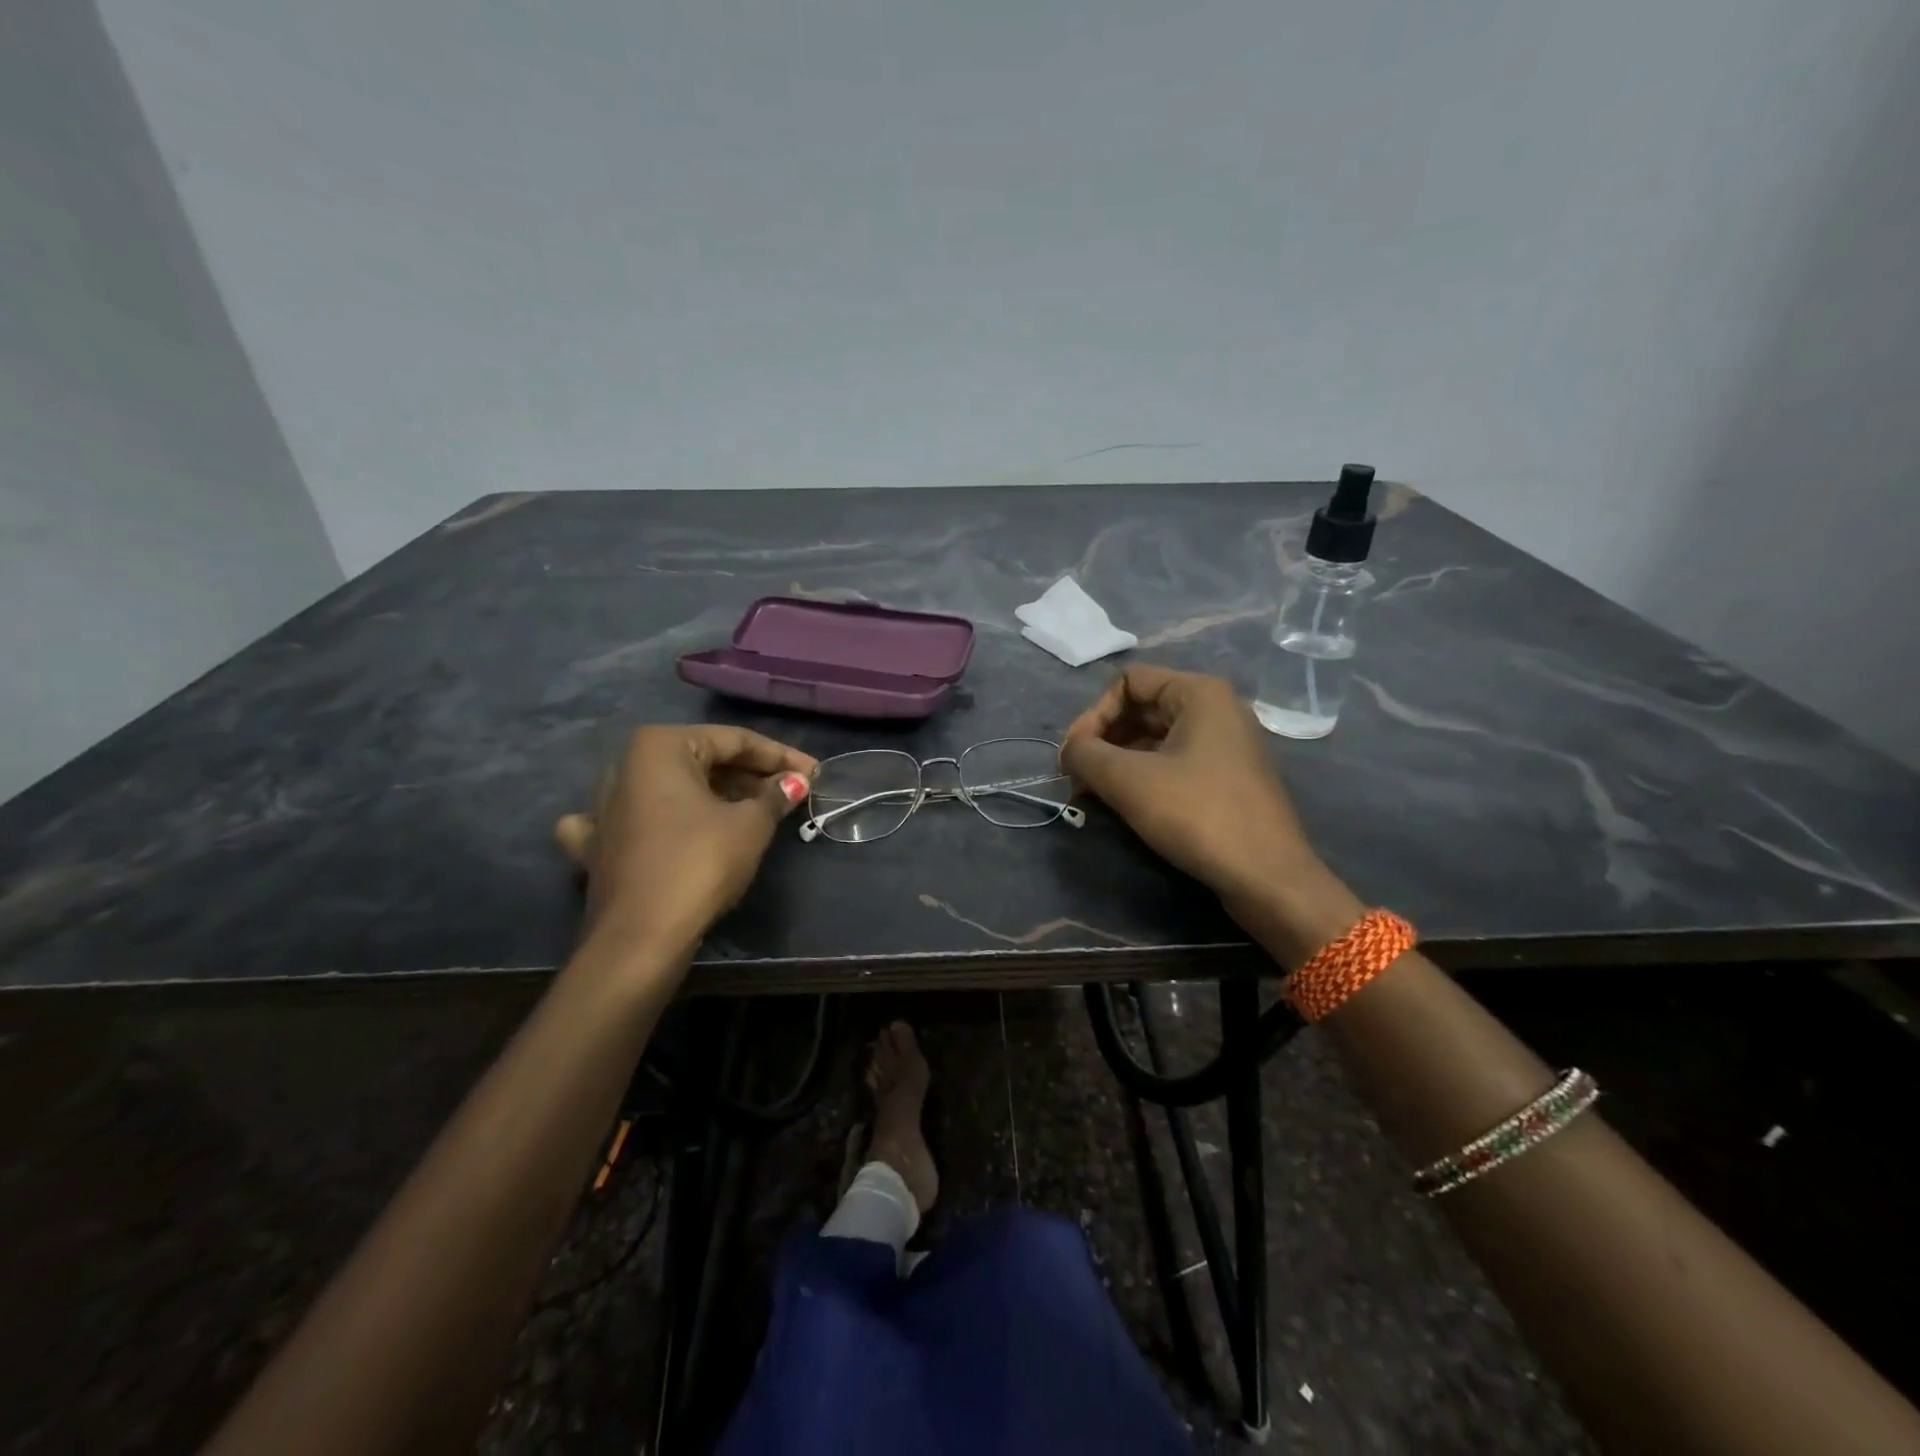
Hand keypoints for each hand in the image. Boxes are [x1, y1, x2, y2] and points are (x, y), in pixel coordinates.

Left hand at [554, 725, 817, 956]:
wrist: (640, 937)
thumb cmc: (699, 863)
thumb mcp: (749, 825)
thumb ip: (774, 795)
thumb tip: (795, 781)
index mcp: (660, 747)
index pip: (734, 740)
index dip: (780, 756)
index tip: (814, 772)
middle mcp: (626, 766)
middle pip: (703, 761)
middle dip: (750, 775)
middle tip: (793, 791)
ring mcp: (607, 806)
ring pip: (674, 789)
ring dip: (717, 795)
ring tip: (759, 809)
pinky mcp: (600, 843)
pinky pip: (640, 820)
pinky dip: (662, 820)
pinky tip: (667, 827)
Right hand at [1061, 665, 1358, 955]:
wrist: (1268, 878)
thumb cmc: (1197, 815)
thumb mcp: (1128, 780)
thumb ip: (1085, 754)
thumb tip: (1069, 752)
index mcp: (1199, 694)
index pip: (1128, 681)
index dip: (1092, 715)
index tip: (1072, 757)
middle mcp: (1216, 710)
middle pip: (1140, 709)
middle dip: (1101, 742)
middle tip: (1076, 780)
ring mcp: (1225, 746)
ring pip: (1154, 740)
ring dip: (1116, 764)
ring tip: (1091, 798)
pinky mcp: (1226, 780)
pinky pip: (1173, 764)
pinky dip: (1141, 779)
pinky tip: (1122, 808)